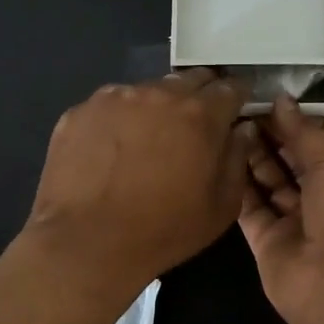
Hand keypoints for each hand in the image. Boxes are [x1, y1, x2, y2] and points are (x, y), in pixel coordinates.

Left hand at [22, 68, 250, 297]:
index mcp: (200, 114)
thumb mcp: (221, 207)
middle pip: (191, 80)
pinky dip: (120, 120)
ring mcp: (115, 97)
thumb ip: (237, 158)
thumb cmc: (163, 231)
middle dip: (201, 97)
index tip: (236, 111)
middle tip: (195, 128)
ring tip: (148, 142)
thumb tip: (242, 129)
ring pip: (148, 91)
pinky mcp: (81, 110)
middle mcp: (159, 93)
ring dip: (158, 107)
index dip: (238, 97)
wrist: (84, 244)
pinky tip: (111, 151)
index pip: (231, 87)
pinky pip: (111, 106)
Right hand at [238, 96, 323, 323]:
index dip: (294, 117)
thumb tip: (281, 100)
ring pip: (268, 179)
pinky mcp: (267, 239)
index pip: (319, 136)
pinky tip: (217, 158)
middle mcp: (323, 193)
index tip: (264, 95)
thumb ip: (303, 130)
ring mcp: (294, 217)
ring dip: (250, 155)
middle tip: (235, 107)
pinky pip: (249, 207)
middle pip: (291, 156)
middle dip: (269, 134)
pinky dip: (236, 186)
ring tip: (224, 126)